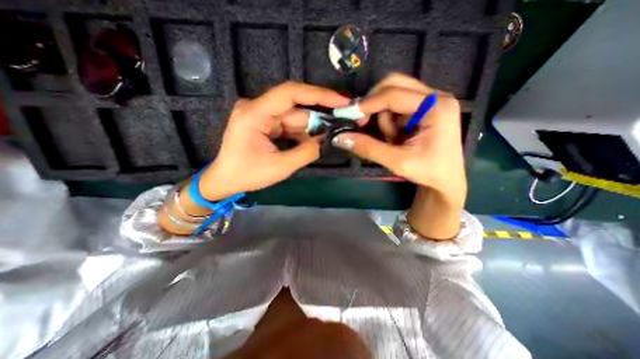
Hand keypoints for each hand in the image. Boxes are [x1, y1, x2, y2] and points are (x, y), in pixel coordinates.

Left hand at [199, 79, 349, 200]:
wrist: (226, 180)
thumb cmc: (248, 175)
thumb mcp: (280, 167)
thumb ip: (306, 152)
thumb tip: (326, 140)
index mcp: (255, 113)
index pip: (290, 93)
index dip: (318, 94)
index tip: (340, 101)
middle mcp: (258, 108)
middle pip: (296, 109)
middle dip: (319, 118)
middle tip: (342, 123)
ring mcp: (261, 115)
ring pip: (295, 118)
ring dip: (312, 128)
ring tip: (330, 137)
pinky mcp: (265, 124)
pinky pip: (289, 126)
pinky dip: (302, 134)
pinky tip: (314, 142)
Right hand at [333, 71, 467, 237]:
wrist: (445, 180)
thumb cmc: (427, 172)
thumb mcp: (397, 161)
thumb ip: (368, 148)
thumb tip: (340, 137)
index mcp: (436, 107)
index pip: (394, 94)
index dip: (368, 103)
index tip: (349, 114)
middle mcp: (435, 96)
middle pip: (394, 85)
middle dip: (374, 104)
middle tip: (363, 122)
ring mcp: (430, 101)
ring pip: (393, 95)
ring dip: (383, 117)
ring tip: (391, 139)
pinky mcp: (424, 108)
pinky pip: (397, 106)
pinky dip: (389, 120)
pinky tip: (395, 136)